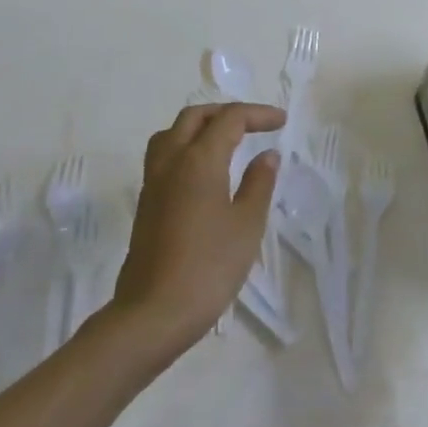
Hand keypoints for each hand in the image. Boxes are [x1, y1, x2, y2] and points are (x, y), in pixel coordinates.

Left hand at [110, 102, 284, 356]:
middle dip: (226, 113)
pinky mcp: (145, 204)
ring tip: (225, 141)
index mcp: (198, 160)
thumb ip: (259, 183)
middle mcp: (171, 162)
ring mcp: (153, 183)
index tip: (282, 122)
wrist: (153, 313)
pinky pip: (163, 157)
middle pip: (194, 117)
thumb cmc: (209, 266)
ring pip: (171, 134)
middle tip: (254, 125)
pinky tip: (204, 172)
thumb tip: (267, 155)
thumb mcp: (246, 224)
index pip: (229, 119)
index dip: (258, 114)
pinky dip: (186, 148)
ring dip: (200, 127)